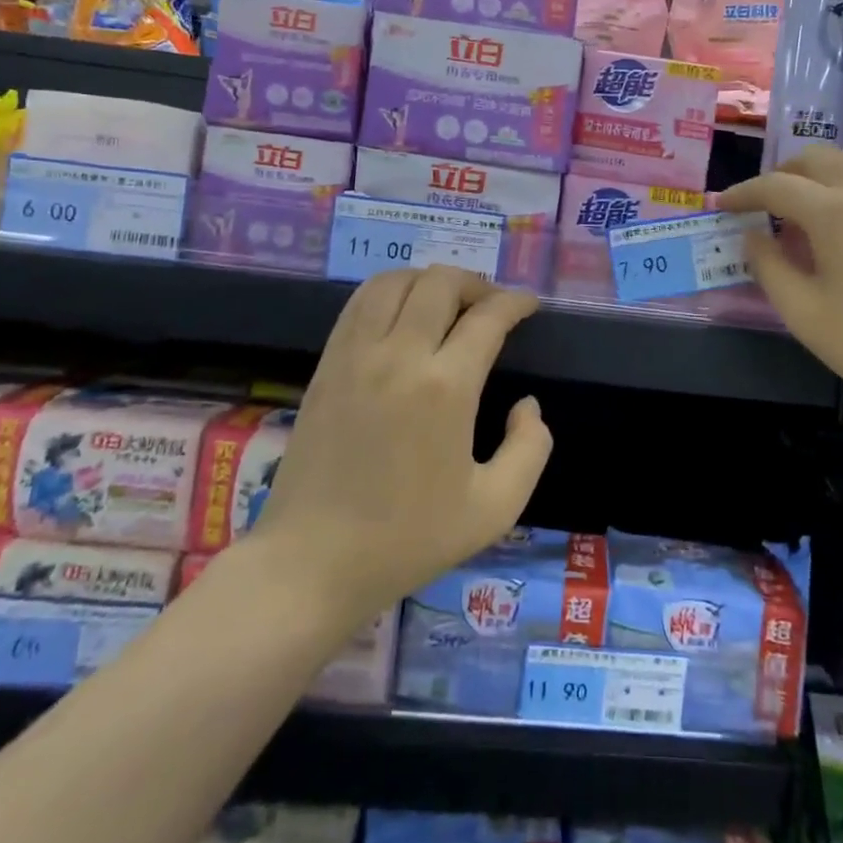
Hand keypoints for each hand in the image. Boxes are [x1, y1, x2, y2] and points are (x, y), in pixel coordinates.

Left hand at [245, 266, 552, 620]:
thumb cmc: (408, 540)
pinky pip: (360, 302)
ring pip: (395, 281)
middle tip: (492, 307)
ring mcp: (356, 355)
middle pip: (441, 283)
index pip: (488, 317)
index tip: (529, 305)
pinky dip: (390, 291)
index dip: (515, 303)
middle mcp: (400, 355)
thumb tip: (527, 405)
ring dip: (430, 281)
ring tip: (448, 304)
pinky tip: (403, 314)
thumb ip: (530, 448)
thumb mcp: (495, 508)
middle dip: (476, 284)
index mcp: (446, 387)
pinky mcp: (327, 364)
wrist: (312, 562)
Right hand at [717, 146, 842, 416]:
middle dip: (781, 175)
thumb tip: (753, 236)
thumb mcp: (804, 313)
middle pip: (816, 159)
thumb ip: (768, 267)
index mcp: (835, 211)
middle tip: (761, 206)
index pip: (776, 186)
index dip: (743, 193)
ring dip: (818, 174)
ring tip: (802, 212)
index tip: (721, 205)